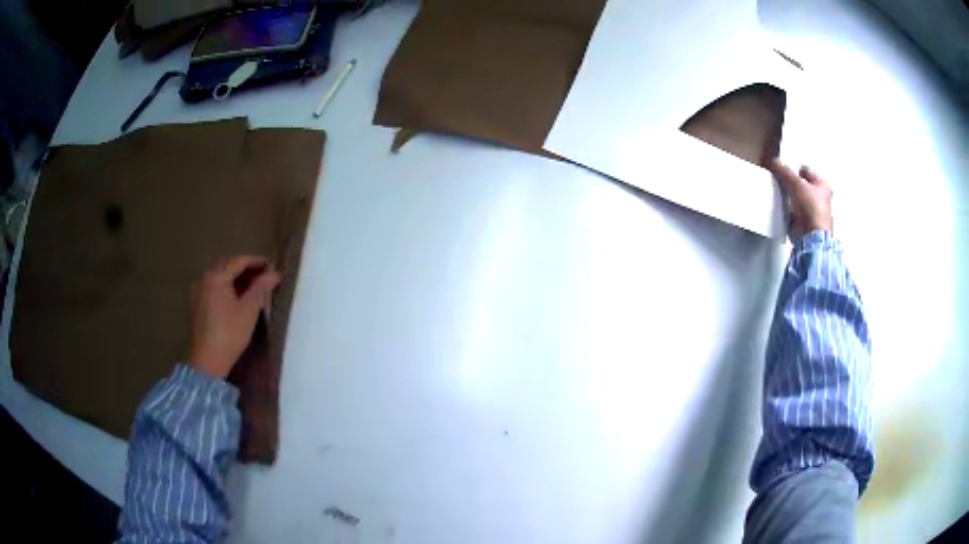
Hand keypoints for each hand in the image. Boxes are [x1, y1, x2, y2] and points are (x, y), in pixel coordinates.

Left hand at [188, 256, 280, 378]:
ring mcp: (198, 291)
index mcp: (216, 276)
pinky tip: (236, 297)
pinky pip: (213, 287)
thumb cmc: (229, 334)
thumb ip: (261, 288)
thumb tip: (274, 273)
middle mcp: (204, 278)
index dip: (256, 262)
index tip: (272, 267)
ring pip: (219, 276)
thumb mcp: (248, 310)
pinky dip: (226, 287)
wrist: (207, 361)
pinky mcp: (197, 304)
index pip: (239, 261)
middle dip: (245, 268)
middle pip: (227, 265)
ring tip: (252, 287)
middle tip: (263, 276)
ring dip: (235, 277)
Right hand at [769, 159, 833, 239]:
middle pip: (802, 184)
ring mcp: (814, 211)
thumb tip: (775, 161)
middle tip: (782, 183)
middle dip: (791, 184)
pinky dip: (789, 211)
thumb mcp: (796, 184)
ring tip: (782, 196)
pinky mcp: (806, 223)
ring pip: (797, 198)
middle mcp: (821, 197)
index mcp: (823, 184)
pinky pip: (795, 212)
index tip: (783, 171)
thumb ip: (785, 171)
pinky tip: (784, 210)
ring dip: (790, 198)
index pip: (806, 170)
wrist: (811, 237)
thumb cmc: (811, 208)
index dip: (794, 169)